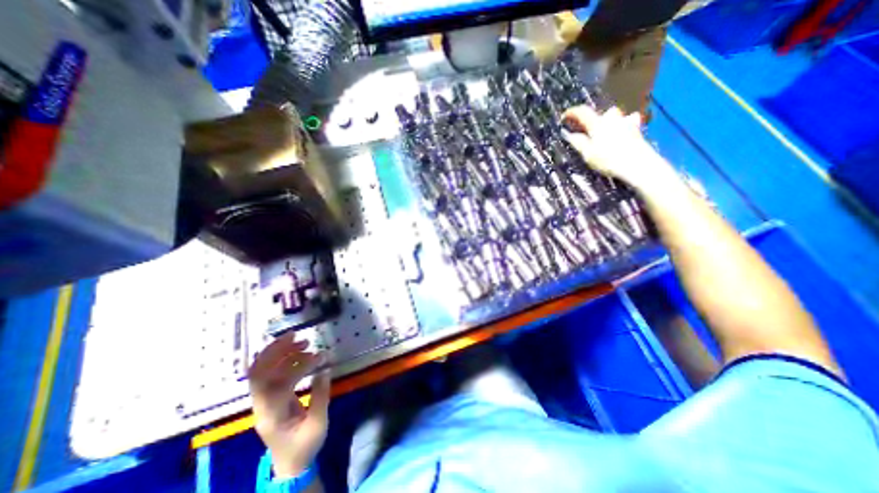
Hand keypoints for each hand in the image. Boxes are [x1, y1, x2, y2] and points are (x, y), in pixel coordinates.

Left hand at [249, 336, 330, 478]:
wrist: (290, 464)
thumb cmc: (305, 446)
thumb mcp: (318, 424)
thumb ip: (321, 396)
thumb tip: (324, 370)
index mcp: (272, 415)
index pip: (277, 384)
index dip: (297, 366)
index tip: (319, 357)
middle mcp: (262, 406)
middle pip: (258, 374)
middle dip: (275, 351)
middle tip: (297, 335)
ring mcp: (263, 401)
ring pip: (262, 371)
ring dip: (280, 352)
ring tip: (304, 342)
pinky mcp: (269, 397)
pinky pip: (269, 373)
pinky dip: (282, 359)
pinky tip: (298, 352)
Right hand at [562, 104, 677, 190]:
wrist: (637, 163)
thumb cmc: (609, 159)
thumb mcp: (588, 154)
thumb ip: (578, 143)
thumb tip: (570, 135)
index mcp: (597, 124)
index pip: (582, 112)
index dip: (572, 112)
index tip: (563, 117)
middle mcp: (612, 119)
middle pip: (600, 114)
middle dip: (593, 120)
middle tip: (586, 130)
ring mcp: (626, 123)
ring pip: (615, 117)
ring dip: (608, 122)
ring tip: (604, 132)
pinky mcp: (636, 130)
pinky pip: (628, 123)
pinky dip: (623, 126)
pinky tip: (622, 133)